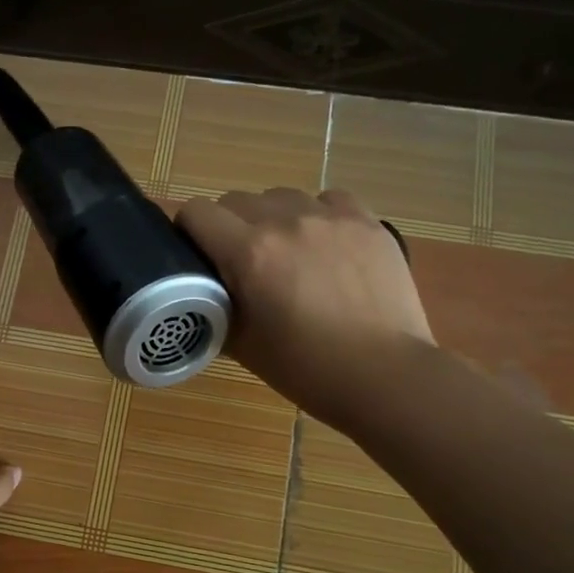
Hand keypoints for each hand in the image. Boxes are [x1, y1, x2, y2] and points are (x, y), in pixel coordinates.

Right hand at [178, 188, 432, 423]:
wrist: (385, 376)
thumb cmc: (307, 370)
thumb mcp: (243, 346)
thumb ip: (215, 308)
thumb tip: (204, 292)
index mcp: (249, 253)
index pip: (197, 213)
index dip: (189, 231)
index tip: (196, 253)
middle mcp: (285, 221)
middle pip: (236, 200)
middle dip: (229, 226)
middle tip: (242, 263)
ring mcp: (330, 217)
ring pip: (281, 196)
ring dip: (273, 218)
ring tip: (290, 254)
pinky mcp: (366, 221)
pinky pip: (328, 199)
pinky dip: (318, 216)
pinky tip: (327, 247)